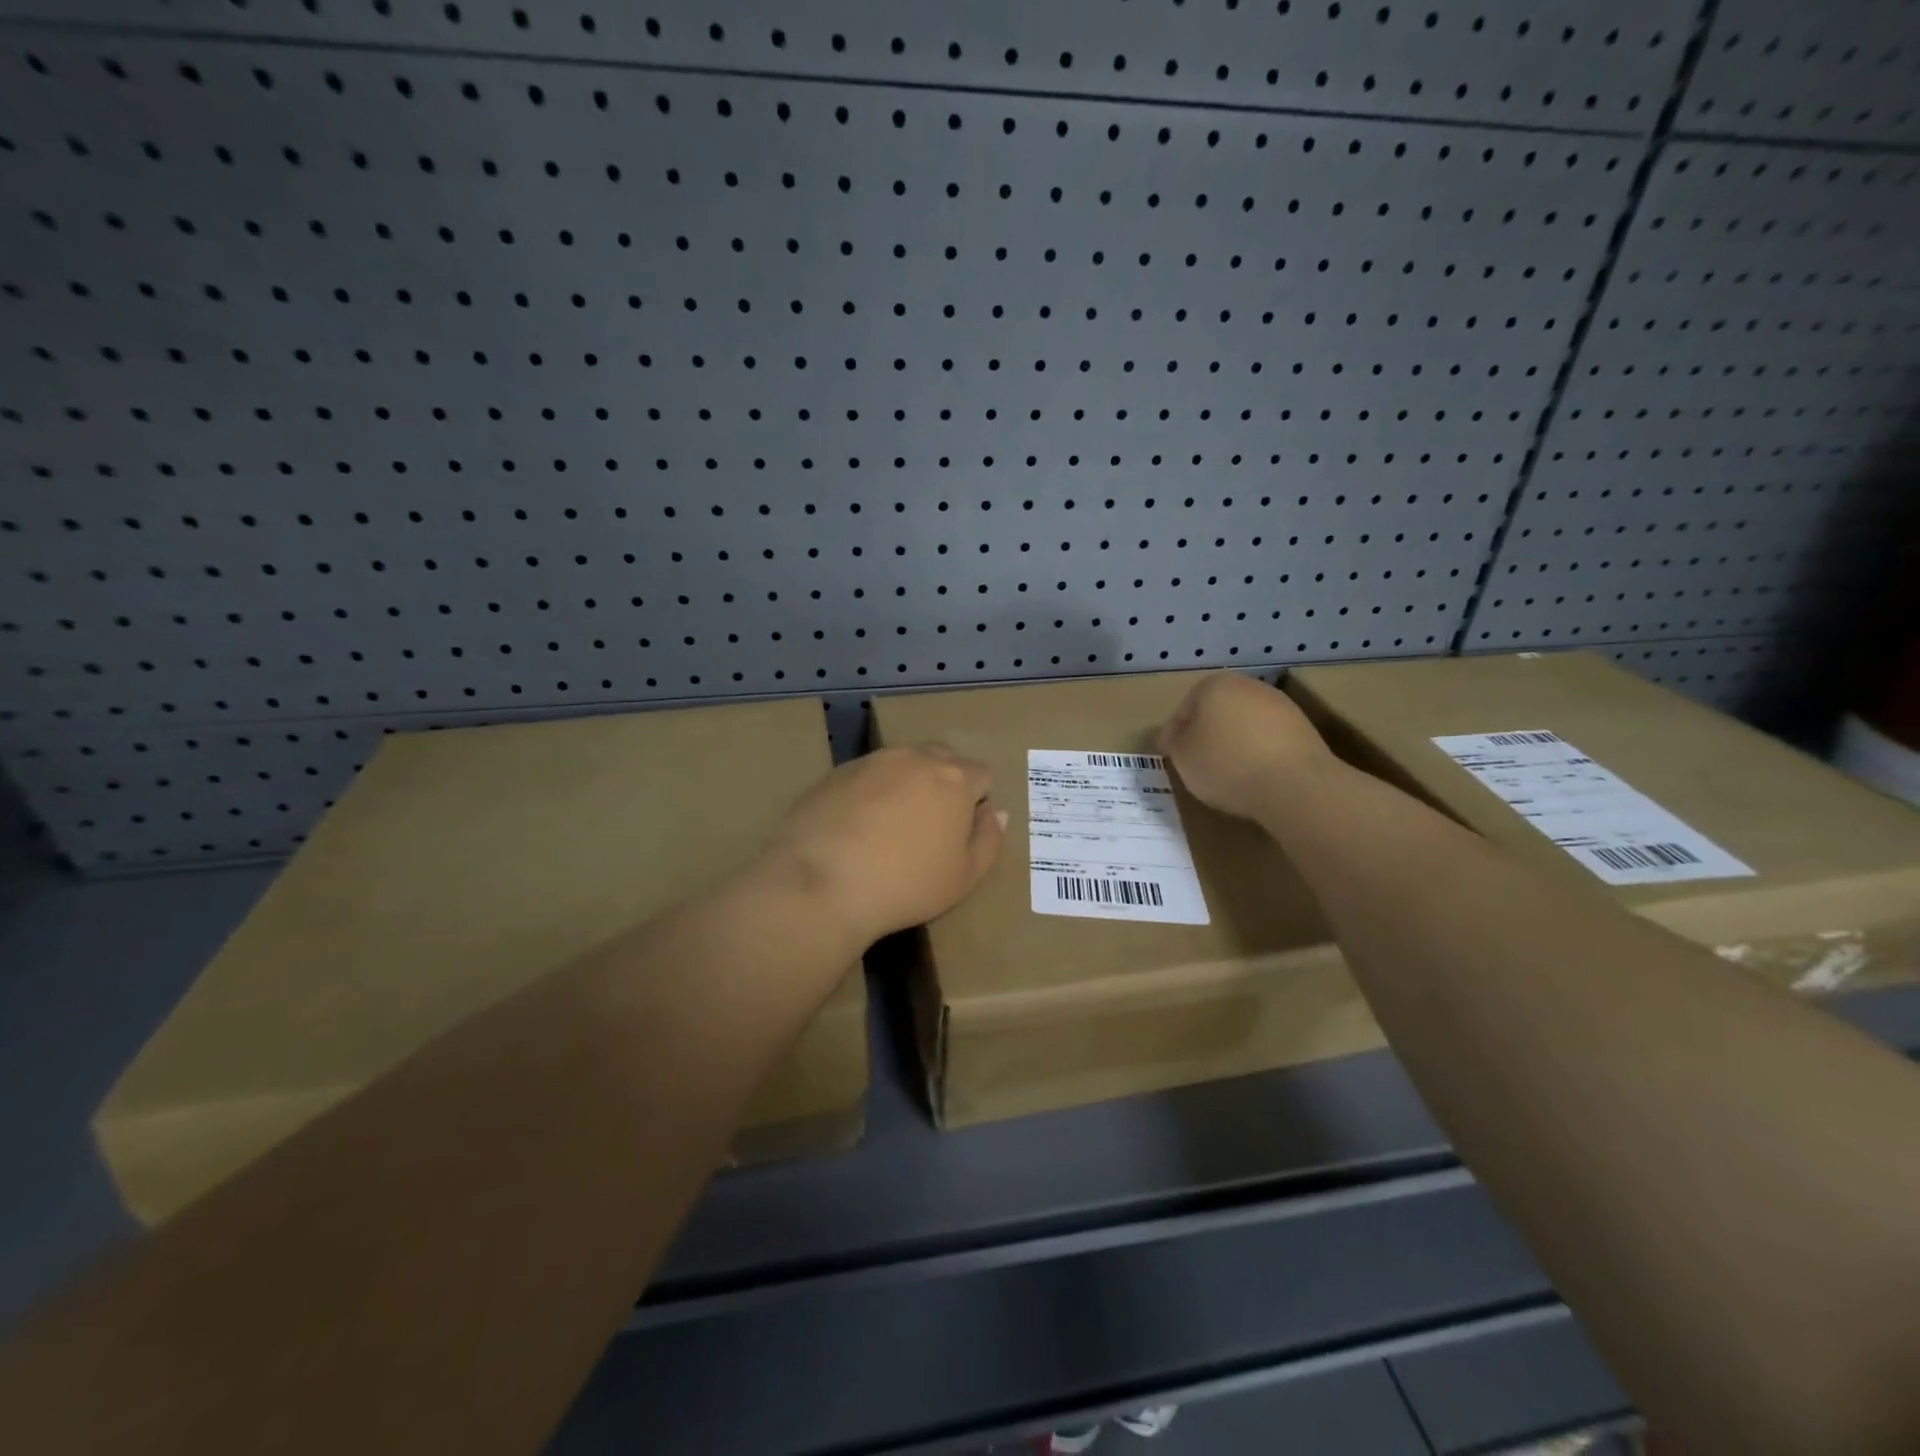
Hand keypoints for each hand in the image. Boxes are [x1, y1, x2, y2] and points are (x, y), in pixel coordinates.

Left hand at [763, 744, 1005, 945]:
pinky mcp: (835, 772)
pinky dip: (870, 793)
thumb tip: (995, 813)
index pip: (981, 775)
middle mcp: (915, 757)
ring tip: (890, 827)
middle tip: (930, 827)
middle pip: (942, 759)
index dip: (977, 802)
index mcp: (954, 777)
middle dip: (944, 783)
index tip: (961, 834)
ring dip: (906, 785)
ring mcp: (872, 761)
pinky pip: (866, 775)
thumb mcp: (964, 877)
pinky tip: (856, 828)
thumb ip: (988, 840)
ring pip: (902, 764)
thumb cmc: (905, 884)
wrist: (822, 882)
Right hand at [1158, 673, 1334, 820]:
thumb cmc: (1226, 765)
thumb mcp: (1182, 756)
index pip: (1184, 709)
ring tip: (1229, 774)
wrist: (1294, 785)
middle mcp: (1248, 686)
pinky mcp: (1304, 729)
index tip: (1174, 759)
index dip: (1175, 735)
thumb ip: (1173, 741)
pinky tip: (1256, 776)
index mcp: (1214, 685)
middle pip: (1217, 712)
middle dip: (1207, 734)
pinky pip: (1269, 740)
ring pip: (1245, 724)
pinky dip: (1259, 753)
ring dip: (1235, 743)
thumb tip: (1175, 735)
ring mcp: (1280, 705)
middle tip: (1199, 764)